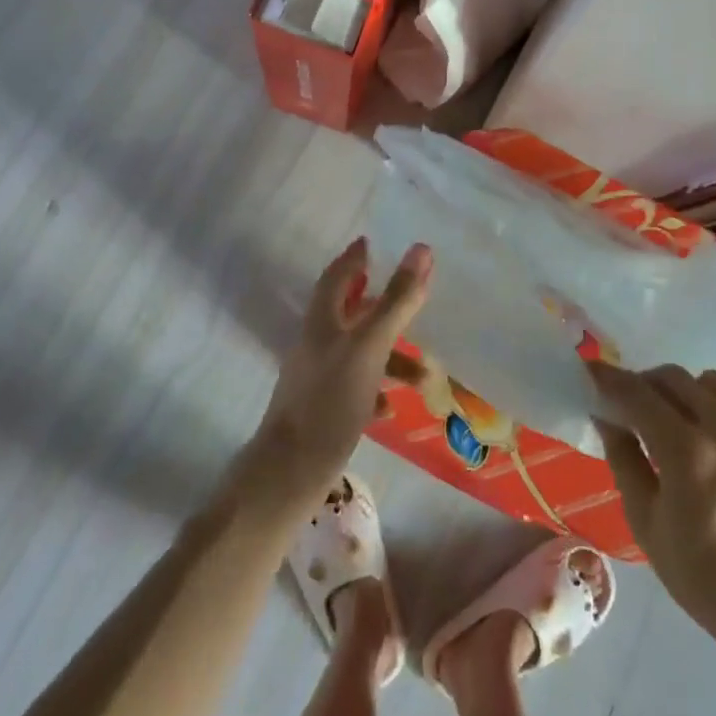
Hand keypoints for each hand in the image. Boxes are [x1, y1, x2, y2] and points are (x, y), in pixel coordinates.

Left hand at [247, 238, 432, 504]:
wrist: (290, 472)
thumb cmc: (331, 400)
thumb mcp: (370, 346)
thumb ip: (396, 301)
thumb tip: (422, 249)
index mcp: (322, 321)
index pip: (337, 277)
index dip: (354, 258)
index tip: (370, 243)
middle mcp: (317, 343)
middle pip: (350, 313)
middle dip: (382, 306)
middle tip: (411, 297)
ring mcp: (318, 377)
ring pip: (360, 353)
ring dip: (391, 358)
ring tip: (425, 375)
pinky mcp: (322, 409)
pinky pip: (356, 388)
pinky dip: (377, 390)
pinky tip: (392, 408)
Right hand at [589, 361, 715, 650]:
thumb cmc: (707, 580)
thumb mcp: (648, 525)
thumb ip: (625, 461)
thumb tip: (609, 420)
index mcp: (689, 452)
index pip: (638, 394)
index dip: (609, 379)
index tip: (591, 373)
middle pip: (675, 378)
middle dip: (645, 383)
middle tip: (630, 405)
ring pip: (711, 384)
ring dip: (683, 391)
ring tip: (674, 420)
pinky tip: (711, 444)